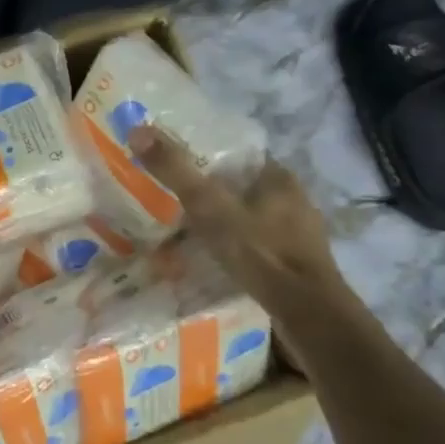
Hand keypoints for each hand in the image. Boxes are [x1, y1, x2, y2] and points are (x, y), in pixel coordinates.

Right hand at [129, 126, 344, 312]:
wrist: (307, 314)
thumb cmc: (260, 251)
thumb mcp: (209, 207)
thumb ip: (175, 171)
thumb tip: (137, 129)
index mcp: (279, 177)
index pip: (240, 154)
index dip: (208, 156)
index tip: (178, 166)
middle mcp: (296, 199)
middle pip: (245, 186)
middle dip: (215, 193)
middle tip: (176, 201)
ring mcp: (301, 234)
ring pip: (253, 217)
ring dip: (226, 222)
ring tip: (191, 232)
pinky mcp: (299, 265)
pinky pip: (260, 245)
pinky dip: (239, 248)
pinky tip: (218, 260)